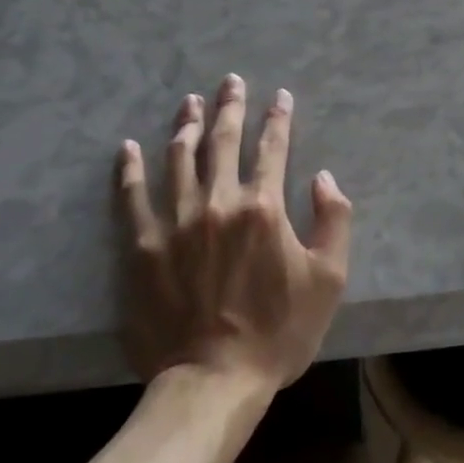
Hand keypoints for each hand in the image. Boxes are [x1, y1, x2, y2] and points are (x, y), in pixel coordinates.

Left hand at [117, 74, 351, 390]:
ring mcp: (176, 221)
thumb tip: (324, 177)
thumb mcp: (329, 279)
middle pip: (223, 141)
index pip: (273, 147)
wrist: (213, 382)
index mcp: (264, 207)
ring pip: (179, 158)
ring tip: (189, 102)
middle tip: (230, 81)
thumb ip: (334, 220)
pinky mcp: (141, 246)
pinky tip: (129, 147)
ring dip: (186, 125)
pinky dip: (130, 168)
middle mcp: (218, 202)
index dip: (278, 118)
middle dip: (230, 106)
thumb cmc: (278, 332)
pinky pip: (131, 197)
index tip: (279, 96)